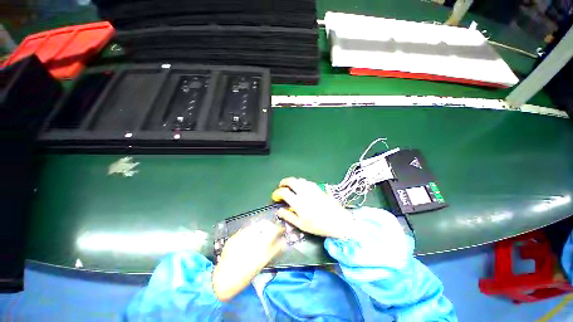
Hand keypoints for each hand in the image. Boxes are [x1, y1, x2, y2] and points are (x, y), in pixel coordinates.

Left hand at [212, 220, 284, 301]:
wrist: (223, 279)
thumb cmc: (245, 275)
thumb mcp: (262, 263)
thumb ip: (274, 250)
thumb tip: (283, 241)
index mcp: (260, 245)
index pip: (273, 230)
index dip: (279, 228)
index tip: (281, 230)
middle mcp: (251, 237)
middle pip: (265, 224)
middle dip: (270, 226)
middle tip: (272, 231)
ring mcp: (241, 235)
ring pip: (255, 225)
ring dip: (261, 227)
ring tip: (262, 233)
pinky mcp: (234, 236)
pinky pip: (246, 229)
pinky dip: (251, 231)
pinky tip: (250, 238)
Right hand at [271, 177, 352, 238]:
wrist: (338, 221)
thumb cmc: (318, 226)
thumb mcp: (301, 225)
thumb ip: (288, 216)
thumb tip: (279, 211)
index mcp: (298, 202)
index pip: (284, 192)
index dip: (278, 192)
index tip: (276, 196)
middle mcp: (304, 192)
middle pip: (291, 181)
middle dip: (284, 182)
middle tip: (281, 185)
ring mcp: (312, 189)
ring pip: (300, 180)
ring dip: (293, 181)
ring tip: (291, 186)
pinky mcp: (319, 188)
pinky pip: (308, 182)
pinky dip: (302, 183)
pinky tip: (303, 187)